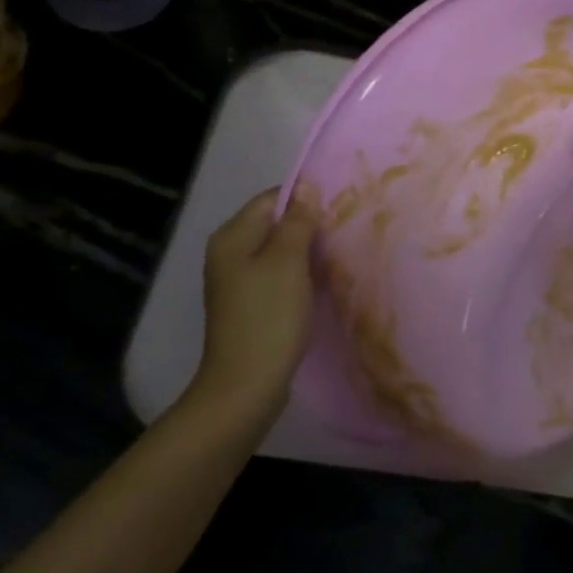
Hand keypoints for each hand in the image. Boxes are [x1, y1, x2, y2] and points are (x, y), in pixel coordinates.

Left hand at [183, 187, 316, 434]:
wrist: (247, 385)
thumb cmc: (268, 317)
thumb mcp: (288, 262)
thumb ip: (297, 222)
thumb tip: (306, 186)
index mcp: (232, 237)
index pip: (271, 199)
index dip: (304, 200)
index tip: (338, 208)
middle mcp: (229, 254)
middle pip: (274, 225)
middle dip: (308, 226)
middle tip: (343, 231)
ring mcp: (238, 282)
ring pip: (279, 251)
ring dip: (307, 252)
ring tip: (338, 255)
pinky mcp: (251, 305)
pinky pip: (279, 275)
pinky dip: (300, 275)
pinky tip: (321, 283)